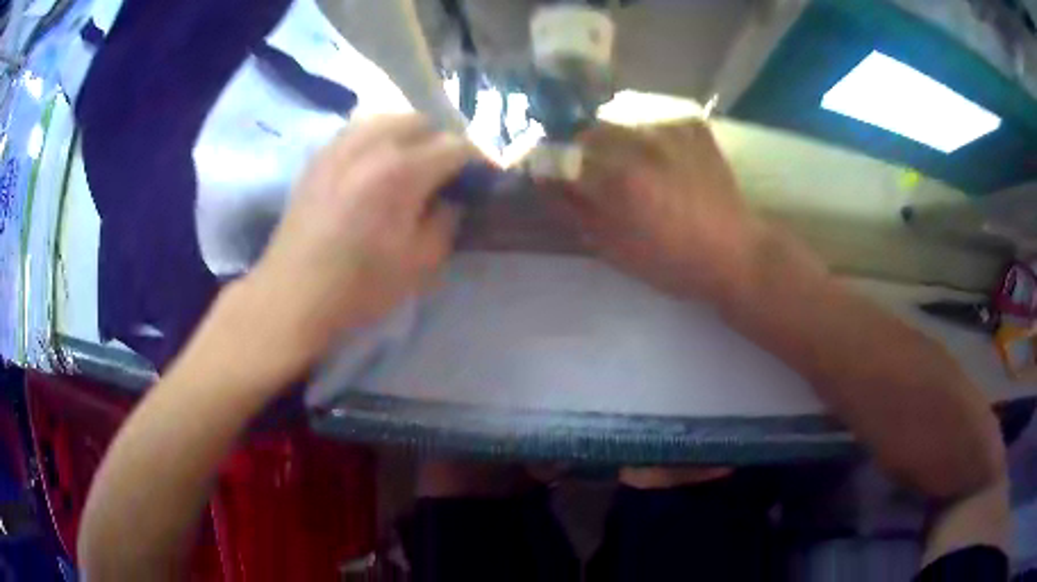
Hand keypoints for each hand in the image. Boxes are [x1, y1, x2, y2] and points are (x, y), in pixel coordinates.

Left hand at [234, 114, 476, 375]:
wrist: (294, 295)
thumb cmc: (359, 287)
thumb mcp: (420, 264)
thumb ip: (446, 220)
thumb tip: (452, 198)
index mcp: (401, 172)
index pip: (455, 146)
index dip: (476, 160)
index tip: (481, 178)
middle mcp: (371, 145)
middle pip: (421, 120)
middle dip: (441, 140)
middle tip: (444, 171)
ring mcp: (339, 146)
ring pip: (387, 117)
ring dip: (408, 134)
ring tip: (410, 162)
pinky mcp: (319, 156)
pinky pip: (357, 129)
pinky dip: (377, 137)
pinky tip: (374, 163)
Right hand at [561, 121, 758, 300]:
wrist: (734, 252)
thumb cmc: (672, 261)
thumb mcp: (614, 248)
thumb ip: (574, 210)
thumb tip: (542, 180)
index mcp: (618, 179)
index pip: (561, 156)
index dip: (553, 165)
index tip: (556, 176)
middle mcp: (640, 143)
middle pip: (590, 132)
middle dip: (586, 151)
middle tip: (602, 176)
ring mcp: (670, 129)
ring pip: (622, 122)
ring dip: (618, 141)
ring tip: (638, 166)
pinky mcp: (692, 125)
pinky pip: (654, 119)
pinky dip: (650, 135)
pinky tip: (664, 158)